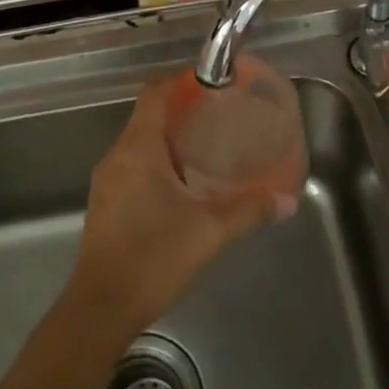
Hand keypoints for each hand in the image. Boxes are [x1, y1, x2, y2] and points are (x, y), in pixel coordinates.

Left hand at [69, 78, 291, 339]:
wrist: (102, 307)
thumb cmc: (154, 257)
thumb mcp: (210, 231)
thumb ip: (249, 210)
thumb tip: (286, 200)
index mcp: (137, 149)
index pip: (153, 95)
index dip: (179, 82)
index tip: (209, 84)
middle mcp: (116, 157)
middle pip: (146, 118)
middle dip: (180, 113)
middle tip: (217, 118)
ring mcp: (106, 182)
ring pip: (138, 145)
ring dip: (168, 141)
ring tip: (205, 149)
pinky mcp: (104, 205)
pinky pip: (131, 168)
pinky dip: (155, 164)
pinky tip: (181, 186)